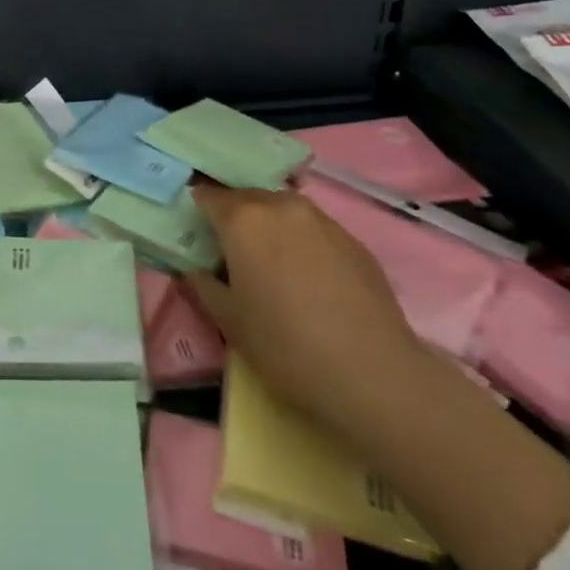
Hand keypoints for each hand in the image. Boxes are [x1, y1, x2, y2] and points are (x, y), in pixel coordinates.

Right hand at [184, 179, 425, 431]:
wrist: (373, 373)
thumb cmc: (285, 345)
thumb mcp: (229, 322)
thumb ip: (204, 286)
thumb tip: (197, 270)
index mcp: (243, 220)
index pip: (209, 196)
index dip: (199, 210)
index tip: (196, 230)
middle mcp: (280, 206)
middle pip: (247, 197)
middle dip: (235, 216)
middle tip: (230, 248)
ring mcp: (321, 220)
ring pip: (283, 210)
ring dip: (270, 225)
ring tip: (271, 261)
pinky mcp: (353, 240)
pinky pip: (314, 229)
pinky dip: (302, 241)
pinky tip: (308, 277)